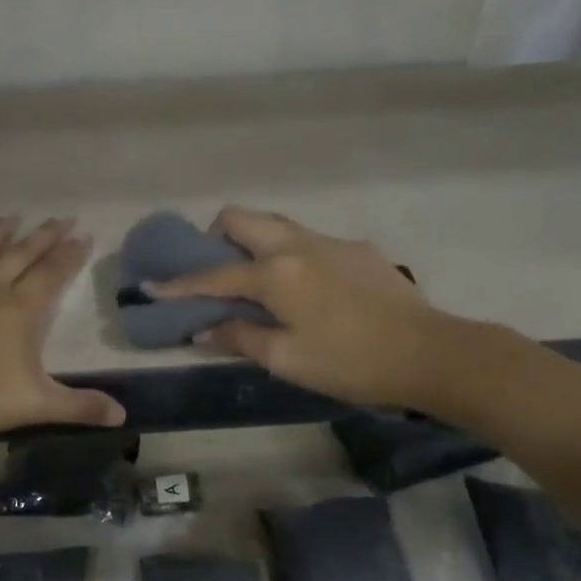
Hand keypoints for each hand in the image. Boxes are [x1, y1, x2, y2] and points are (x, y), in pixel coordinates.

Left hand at [0, 217, 124, 485]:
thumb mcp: (33, 405)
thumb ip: (78, 406)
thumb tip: (122, 415)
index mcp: (19, 310)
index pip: (52, 275)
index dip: (70, 255)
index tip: (84, 235)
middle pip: (21, 255)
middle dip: (43, 236)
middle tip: (61, 217)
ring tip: (11, 217)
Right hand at [146, 206, 453, 409]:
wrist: (430, 353)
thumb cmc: (350, 362)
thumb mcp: (287, 359)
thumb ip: (239, 337)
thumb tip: (202, 328)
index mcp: (275, 272)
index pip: (213, 274)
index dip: (178, 284)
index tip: (151, 287)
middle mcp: (297, 244)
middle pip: (241, 218)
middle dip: (214, 236)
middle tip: (213, 269)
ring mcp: (330, 241)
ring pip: (276, 223)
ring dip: (252, 241)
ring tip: (252, 278)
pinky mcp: (357, 249)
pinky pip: (308, 240)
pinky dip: (289, 254)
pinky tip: (305, 290)